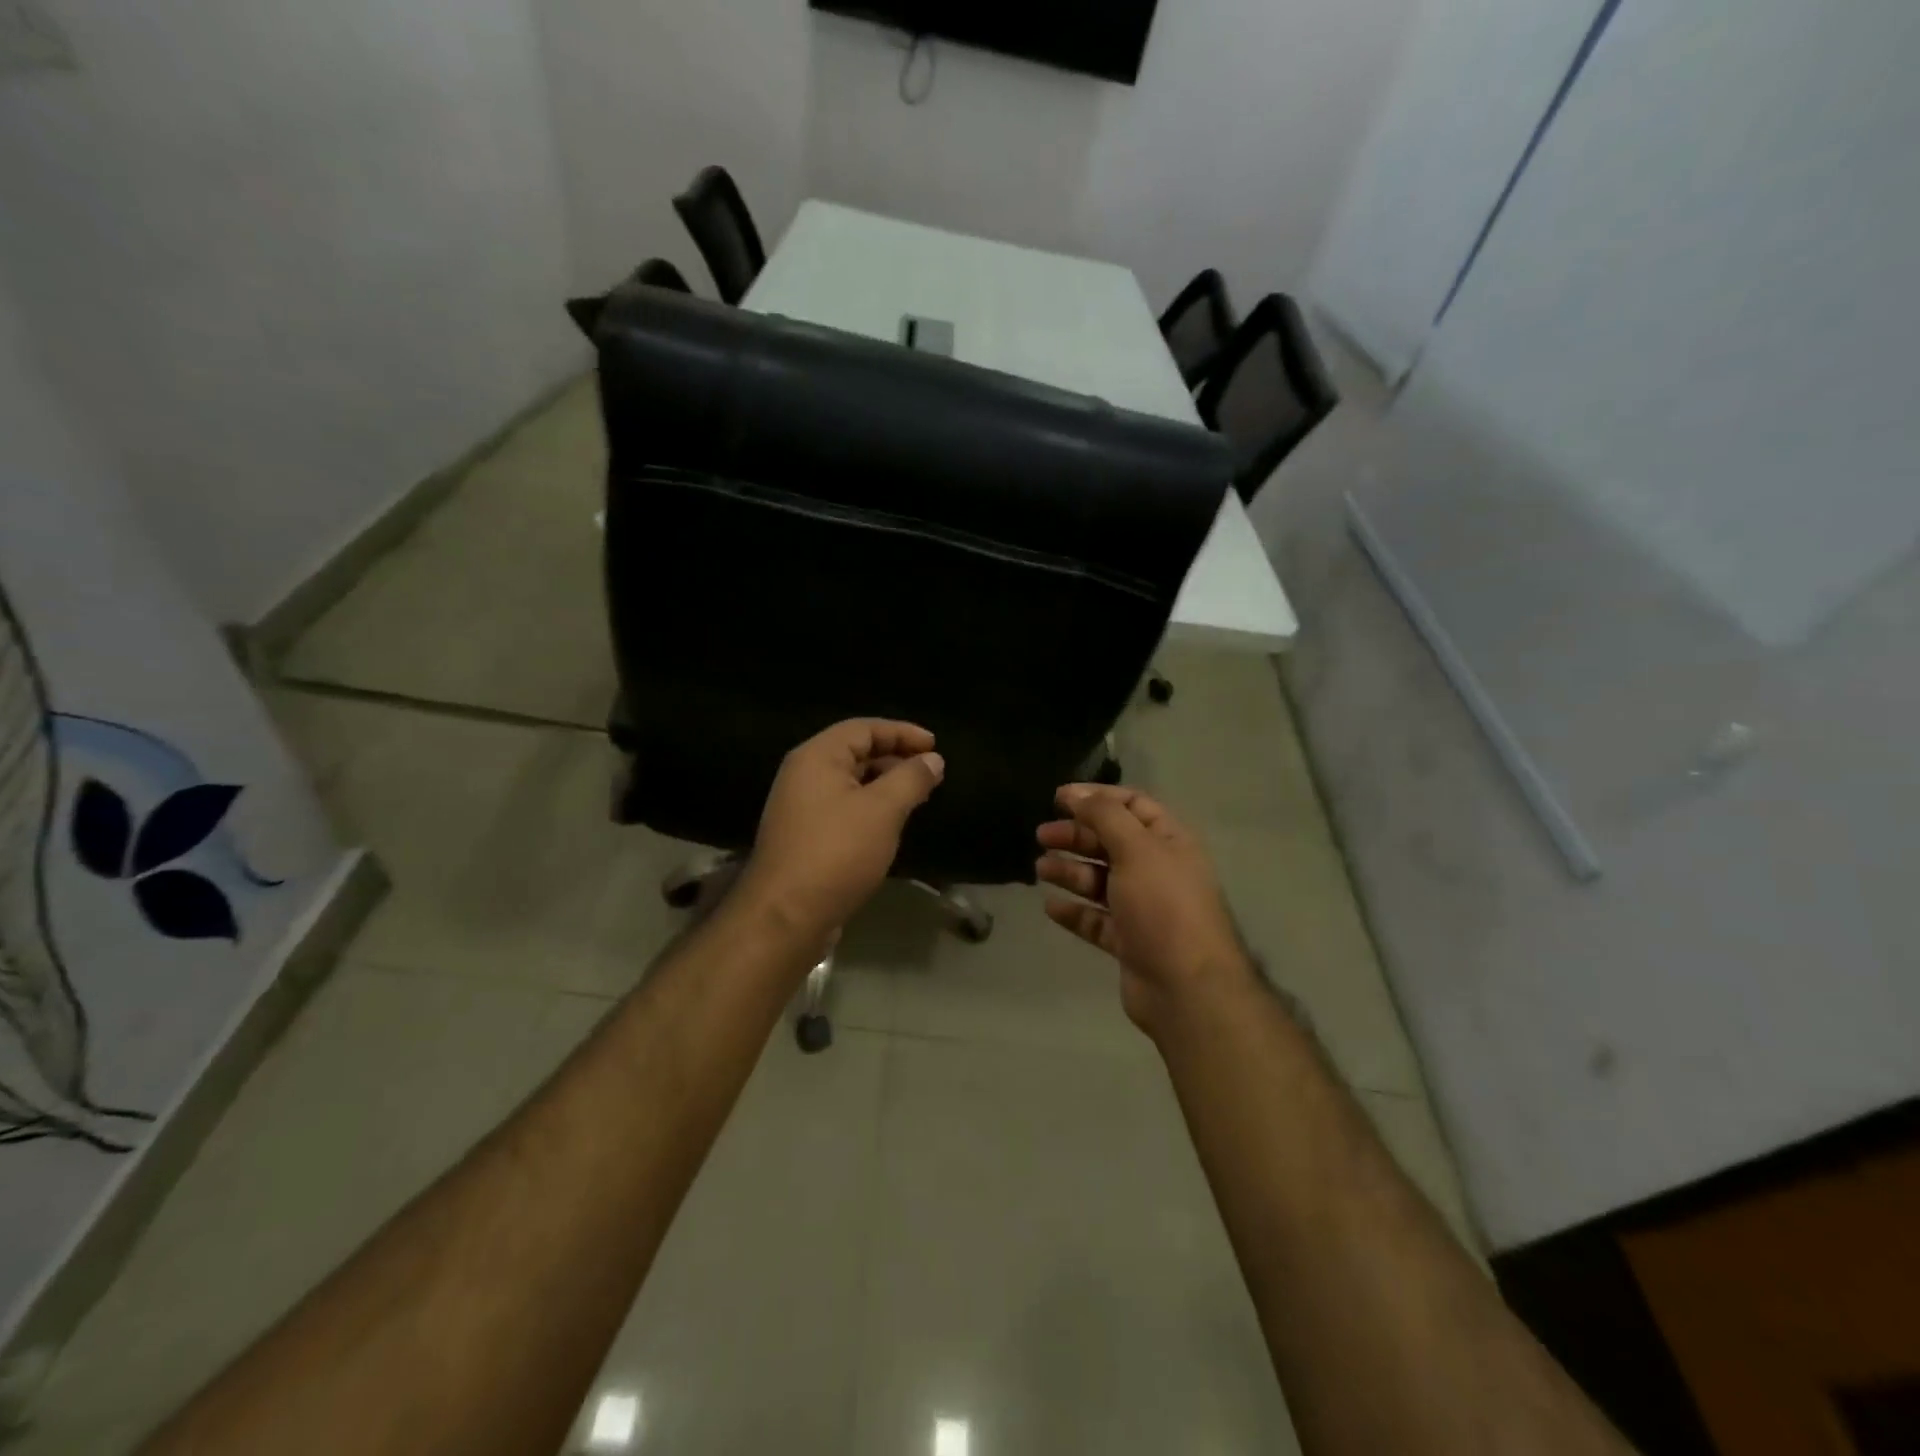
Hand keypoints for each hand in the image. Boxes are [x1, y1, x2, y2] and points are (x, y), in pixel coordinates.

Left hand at [738, 719, 944, 945]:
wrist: (785, 916)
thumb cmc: (837, 852)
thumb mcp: (883, 810)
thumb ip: (911, 779)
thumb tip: (932, 759)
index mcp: (817, 757)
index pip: (864, 728)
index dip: (902, 732)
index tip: (935, 746)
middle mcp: (803, 775)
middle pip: (854, 752)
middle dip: (894, 758)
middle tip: (930, 772)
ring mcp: (800, 807)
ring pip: (849, 782)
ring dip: (884, 785)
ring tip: (917, 797)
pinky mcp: (804, 836)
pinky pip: (842, 808)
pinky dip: (869, 807)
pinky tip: (890, 825)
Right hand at [1036, 784, 1256, 1037]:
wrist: (1186, 987)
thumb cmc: (1163, 905)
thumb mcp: (1136, 848)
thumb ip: (1104, 815)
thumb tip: (1076, 794)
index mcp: (1169, 841)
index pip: (1132, 805)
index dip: (1096, 797)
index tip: (1058, 798)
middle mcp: (1158, 870)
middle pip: (1111, 842)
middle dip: (1076, 835)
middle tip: (1042, 835)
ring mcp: (1144, 908)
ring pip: (1100, 881)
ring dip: (1071, 871)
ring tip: (1040, 868)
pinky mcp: (1129, 941)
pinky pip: (1096, 919)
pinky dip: (1074, 911)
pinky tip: (1051, 906)